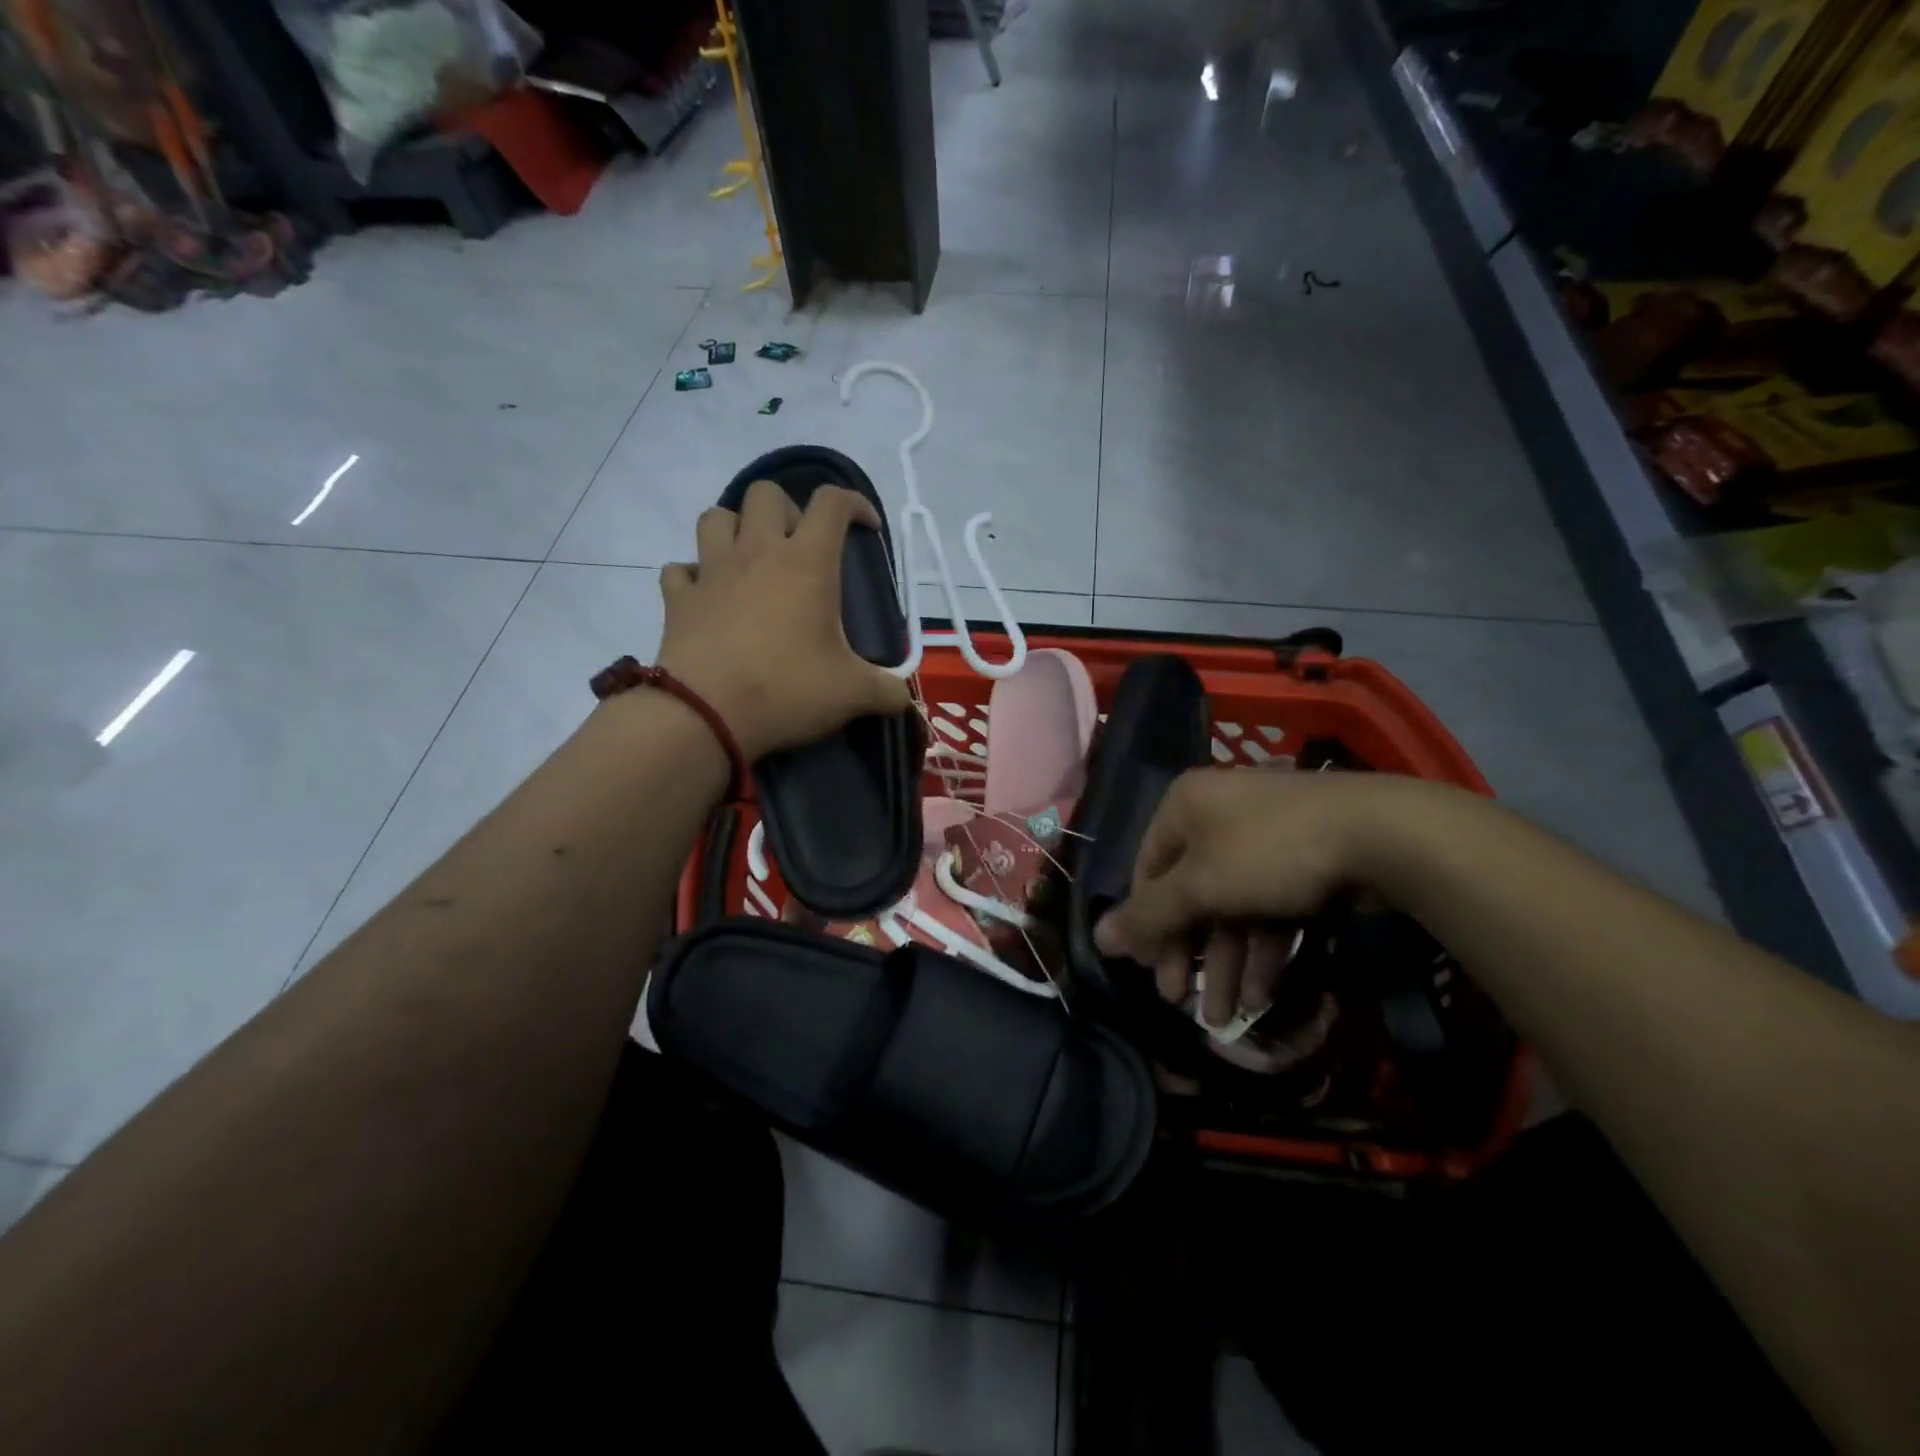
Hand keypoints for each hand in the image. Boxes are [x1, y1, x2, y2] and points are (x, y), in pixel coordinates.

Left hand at [656, 481, 912, 760]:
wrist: (706, 714)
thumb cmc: (787, 690)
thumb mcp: (852, 694)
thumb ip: (887, 691)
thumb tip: (905, 699)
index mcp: (806, 563)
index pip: (832, 503)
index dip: (855, 504)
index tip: (867, 528)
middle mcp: (757, 553)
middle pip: (766, 494)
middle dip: (788, 509)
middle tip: (801, 547)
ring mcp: (712, 572)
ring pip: (715, 517)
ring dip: (735, 528)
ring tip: (752, 559)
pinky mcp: (678, 599)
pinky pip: (679, 569)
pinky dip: (694, 576)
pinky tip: (709, 596)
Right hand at [1092, 768, 1450, 1024]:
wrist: (1382, 835)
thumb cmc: (1268, 852)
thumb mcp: (1199, 887)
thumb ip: (1148, 916)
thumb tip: (1096, 938)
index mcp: (1184, 807)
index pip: (1147, 871)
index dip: (1146, 925)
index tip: (1152, 973)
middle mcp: (1218, 817)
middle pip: (1189, 894)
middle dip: (1190, 954)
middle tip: (1182, 1003)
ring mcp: (1263, 840)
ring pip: (1231, 907)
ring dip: (1227, 964)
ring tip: (1225, 1018)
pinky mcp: (1302, 863)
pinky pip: (1268, 908)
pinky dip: (1263, 950)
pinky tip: (1264, 994)